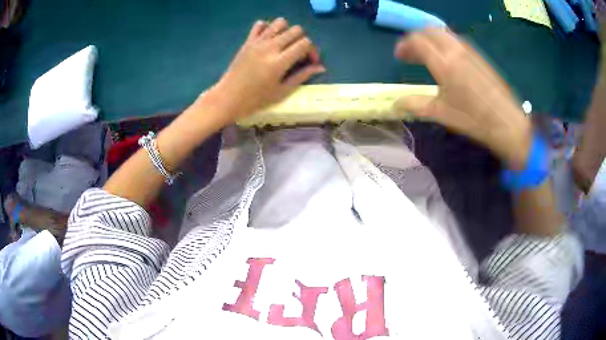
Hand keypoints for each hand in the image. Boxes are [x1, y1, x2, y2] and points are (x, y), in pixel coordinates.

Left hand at [208, 18, 324, 121]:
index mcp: (280, 62)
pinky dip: (268, 28)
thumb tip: (321, 67)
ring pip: (280, 22)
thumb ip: (302, 76)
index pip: (305, 43)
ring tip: (284, 45)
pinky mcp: (248, 41)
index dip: (312, 51)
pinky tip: (269, 40)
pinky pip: (260, 24)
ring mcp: (257, 42)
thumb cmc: (256, 100)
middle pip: (296, 30)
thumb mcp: (282, 91)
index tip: (309, 62)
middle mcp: (270, 47)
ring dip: (286, 31)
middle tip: (298, 54)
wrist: (228, 98)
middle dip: (302, 40)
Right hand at [393, 29, 531, 169]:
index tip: (399, 56)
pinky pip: (456, 40)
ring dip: (431, 38)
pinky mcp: (479, 56)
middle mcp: (455, 50)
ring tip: (427, 54)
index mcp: (443, 63)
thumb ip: (415, 104)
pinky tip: (447, 59)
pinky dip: (445, 43)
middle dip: (416, 37)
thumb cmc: (473, 119)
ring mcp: (469, 51)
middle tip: (411, 53)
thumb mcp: (441, 113)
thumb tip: (395, 104)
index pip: (417, 40)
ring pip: (444, 33)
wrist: (506, 122)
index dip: (404, 45)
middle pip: (430, 30)